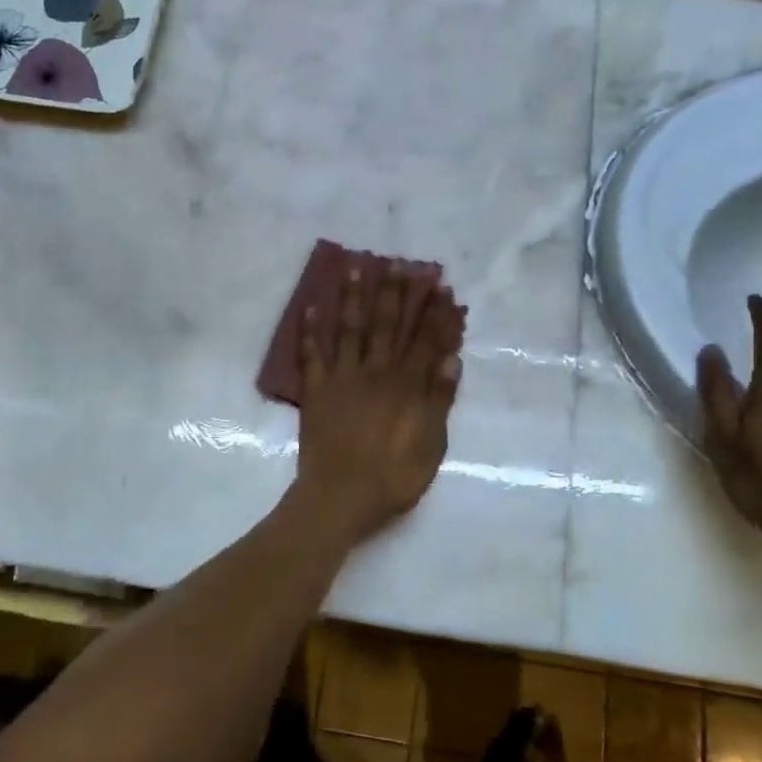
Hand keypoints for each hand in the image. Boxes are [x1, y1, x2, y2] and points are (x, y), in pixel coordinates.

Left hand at [296, 266, 462, 543]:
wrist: (340, 498)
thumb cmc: (393, 478)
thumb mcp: (431, 445)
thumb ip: (440, 400)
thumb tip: (452, 358)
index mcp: (407, 386)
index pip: (426, 340)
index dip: (436, 313)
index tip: (442, 285)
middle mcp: (376, 372)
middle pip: (389, 325)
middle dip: (397, 292)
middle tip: (400, 262)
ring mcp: (343, 378)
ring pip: (350, 329)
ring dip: (353, 297)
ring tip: (355, 267)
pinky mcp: (316, 390)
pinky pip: (311, 354)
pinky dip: (309, 330)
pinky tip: (309, 306)